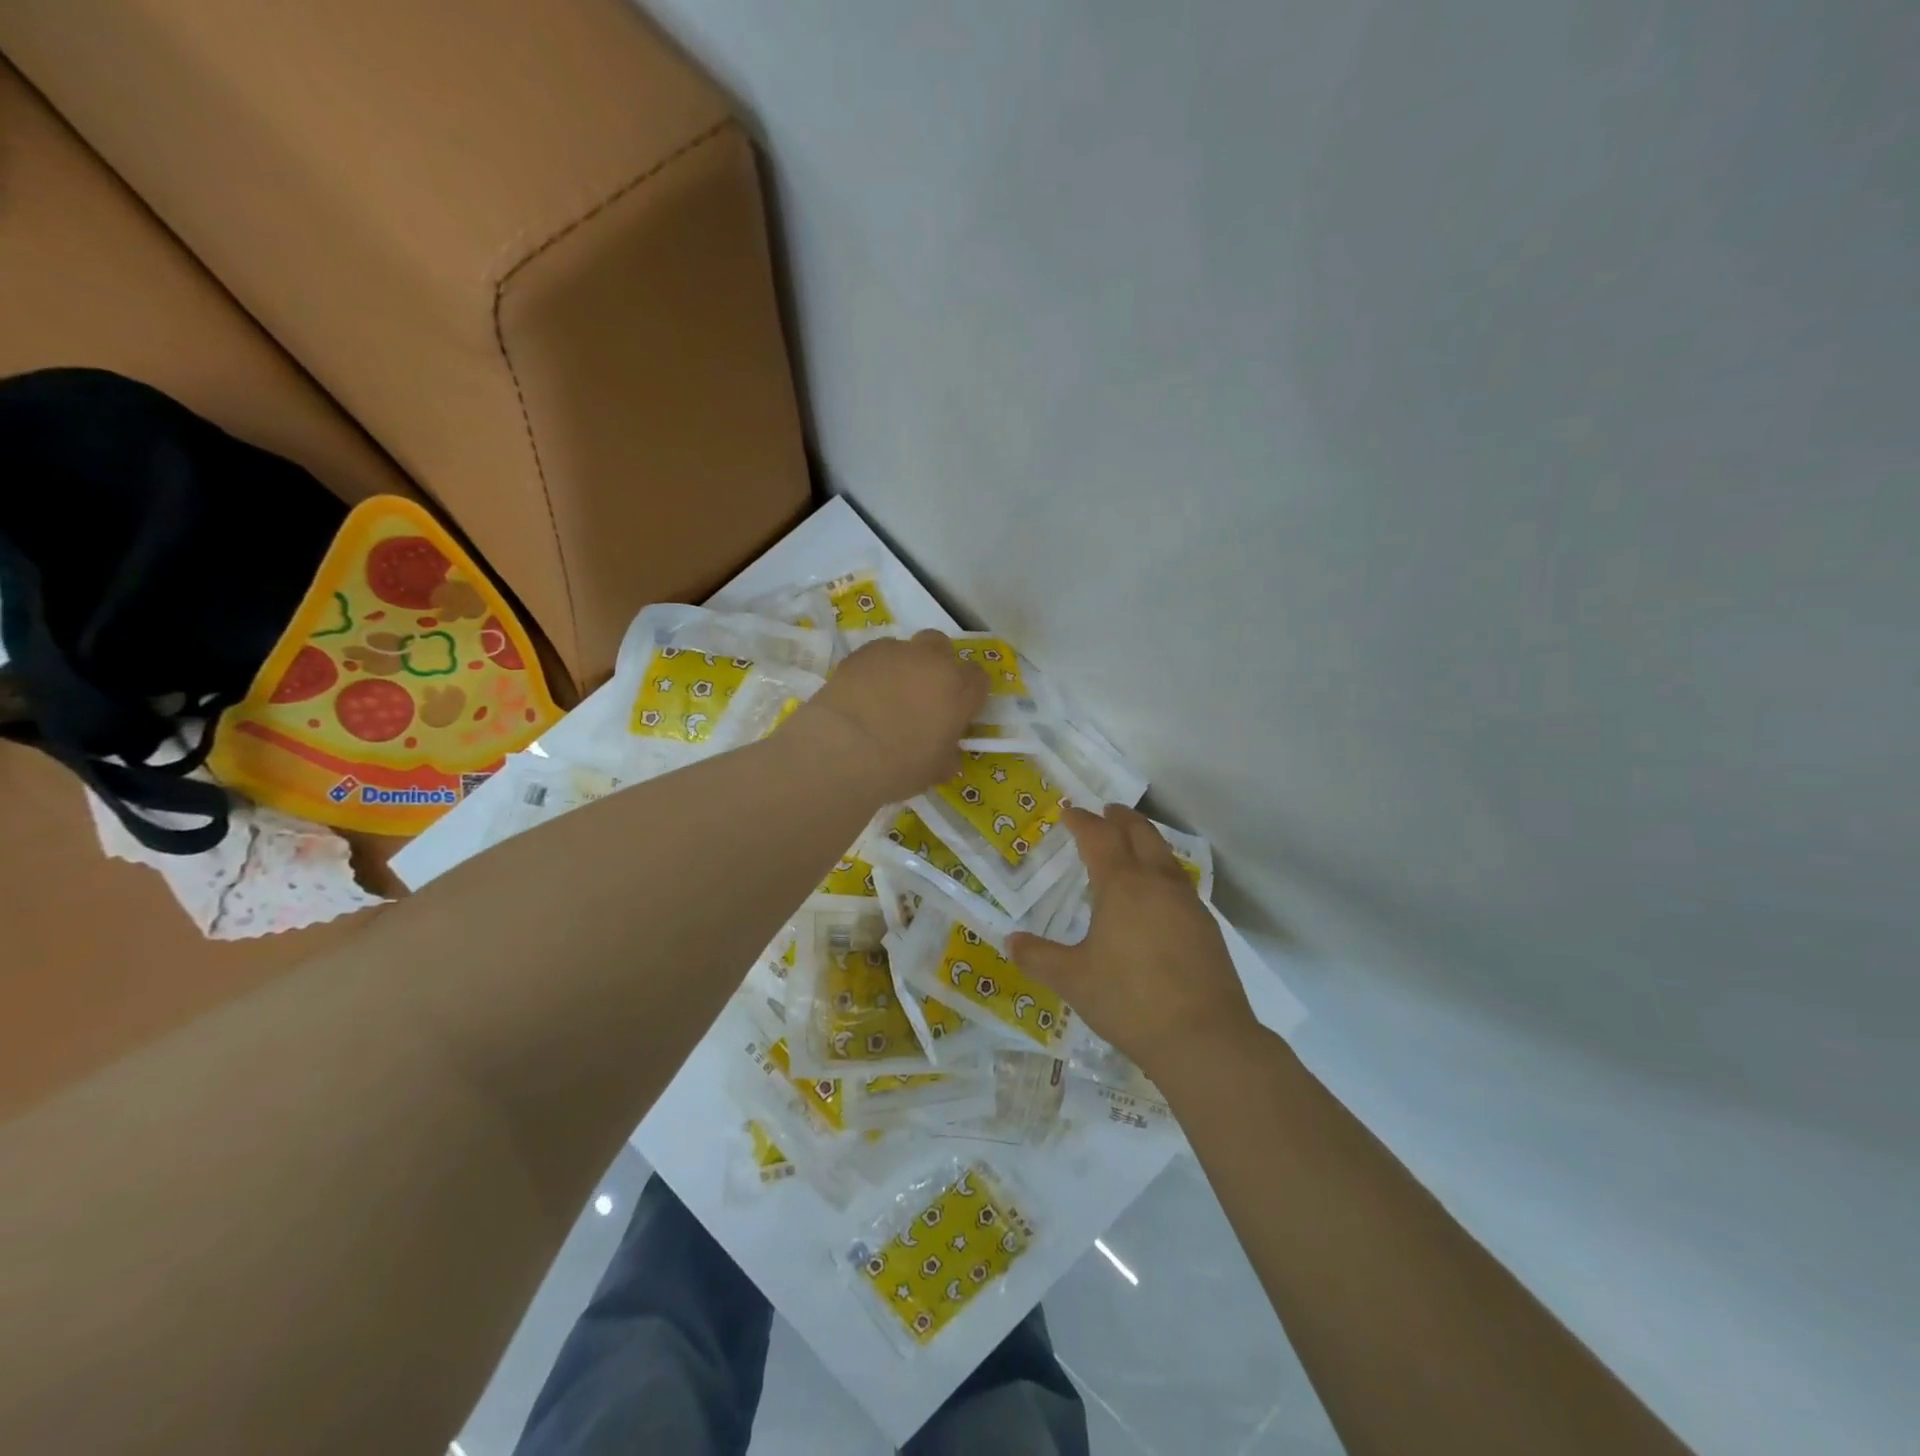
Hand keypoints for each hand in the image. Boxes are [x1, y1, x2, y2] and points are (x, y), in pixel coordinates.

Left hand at [791, 630, 987, 801]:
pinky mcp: (863, 651)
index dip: (968, 692)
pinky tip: (861, 691)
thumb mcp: (933, 771)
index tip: (955, 710)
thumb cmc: (899, 766)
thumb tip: (948, 756)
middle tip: (922, 693)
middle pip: (943, 648)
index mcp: (960, 691)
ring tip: (885, 694)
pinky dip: (874, 668)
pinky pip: (876, 654)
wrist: (844, 748)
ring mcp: (897, 652)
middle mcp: (934, 663)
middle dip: (936, 664)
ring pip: (907, 648)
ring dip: (903, 665)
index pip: (979, 678)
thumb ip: (946, 756)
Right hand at [1010, 804, 1257, 1081]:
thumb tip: (1010, 941)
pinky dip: (1162, 871)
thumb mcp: (1073, 980)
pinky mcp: (1207, 926)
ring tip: (1132, 845)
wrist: (1204, 1037)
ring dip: (1146, 840)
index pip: (1099, 837)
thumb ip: (1039, 957)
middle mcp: (1157, 882)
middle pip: (1140, 833)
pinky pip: (1179, 882)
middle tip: (1107, 811)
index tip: (1070, 811)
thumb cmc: (1129, 1000)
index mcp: (1122, 885)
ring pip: (1165, 855)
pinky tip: (1157, 894)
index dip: (1082, 821)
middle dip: (1121, 818)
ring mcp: (1187, 903)